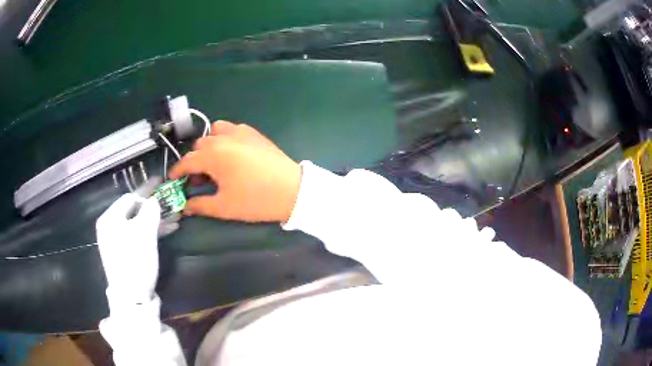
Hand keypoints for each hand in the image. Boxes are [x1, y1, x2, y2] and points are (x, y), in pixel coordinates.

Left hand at [96, 193, 160, 304]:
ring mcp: (116, 240)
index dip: (147, 190)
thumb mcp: (144, 233)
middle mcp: (110, 226)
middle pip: (133, 210)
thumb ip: (150, 211)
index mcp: (110, 218)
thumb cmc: (135, 261)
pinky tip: (167, 230)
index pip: (129, 197)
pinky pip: (137, 235)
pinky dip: (151, 231)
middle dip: (153, 206)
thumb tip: (154, 200)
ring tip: (174, 217)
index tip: (161, 182)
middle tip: (169, 200)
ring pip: (137, 223)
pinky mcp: (124, 252)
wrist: (131, 297)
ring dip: (155, 219)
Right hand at [170, 121, 300, 222]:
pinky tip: (231, 153)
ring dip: (209, 145)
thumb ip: (200, 205)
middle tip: (199, 179)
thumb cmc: (256, 201)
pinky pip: (231, 129)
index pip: (187, 161)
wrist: (292, 191)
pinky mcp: (254, 133)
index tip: (173, 180)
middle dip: (194, 161)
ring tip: (214, 163)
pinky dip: (225, 138)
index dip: (177, 172)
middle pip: (199, 146)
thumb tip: (184, 206)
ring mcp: (240, 132)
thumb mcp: (224, 207)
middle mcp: (224, 138)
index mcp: (214, 156)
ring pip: (214, 132)